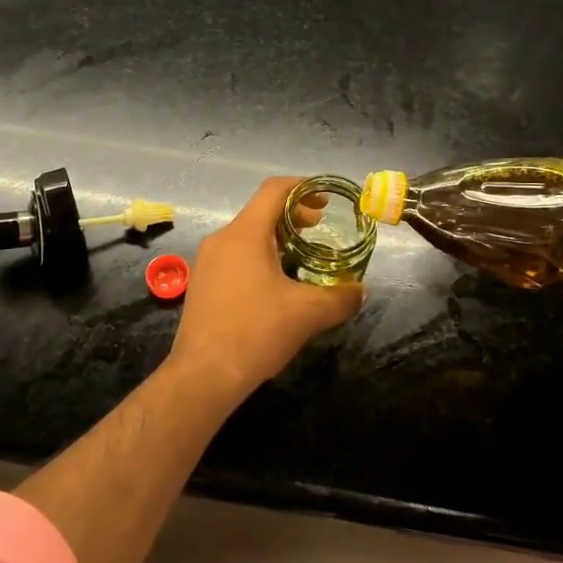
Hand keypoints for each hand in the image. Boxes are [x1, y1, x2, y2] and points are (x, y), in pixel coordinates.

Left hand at [167, 177, 364, 397]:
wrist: (203, 375)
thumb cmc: (256, 332)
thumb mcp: (308, 314)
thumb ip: (340, 297)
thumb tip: (361, 291)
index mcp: (245, 234)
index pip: (274, 190)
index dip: (303, 187)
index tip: (326, 200)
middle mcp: (221, 239)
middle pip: (260, 211)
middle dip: (293, 215)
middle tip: (319, 229)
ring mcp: (207, 262)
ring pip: (246, 235)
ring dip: (276, 239)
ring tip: (301, 259)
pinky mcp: (202, 284)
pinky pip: (234, 257)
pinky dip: (258, 257)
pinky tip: (275, 286)